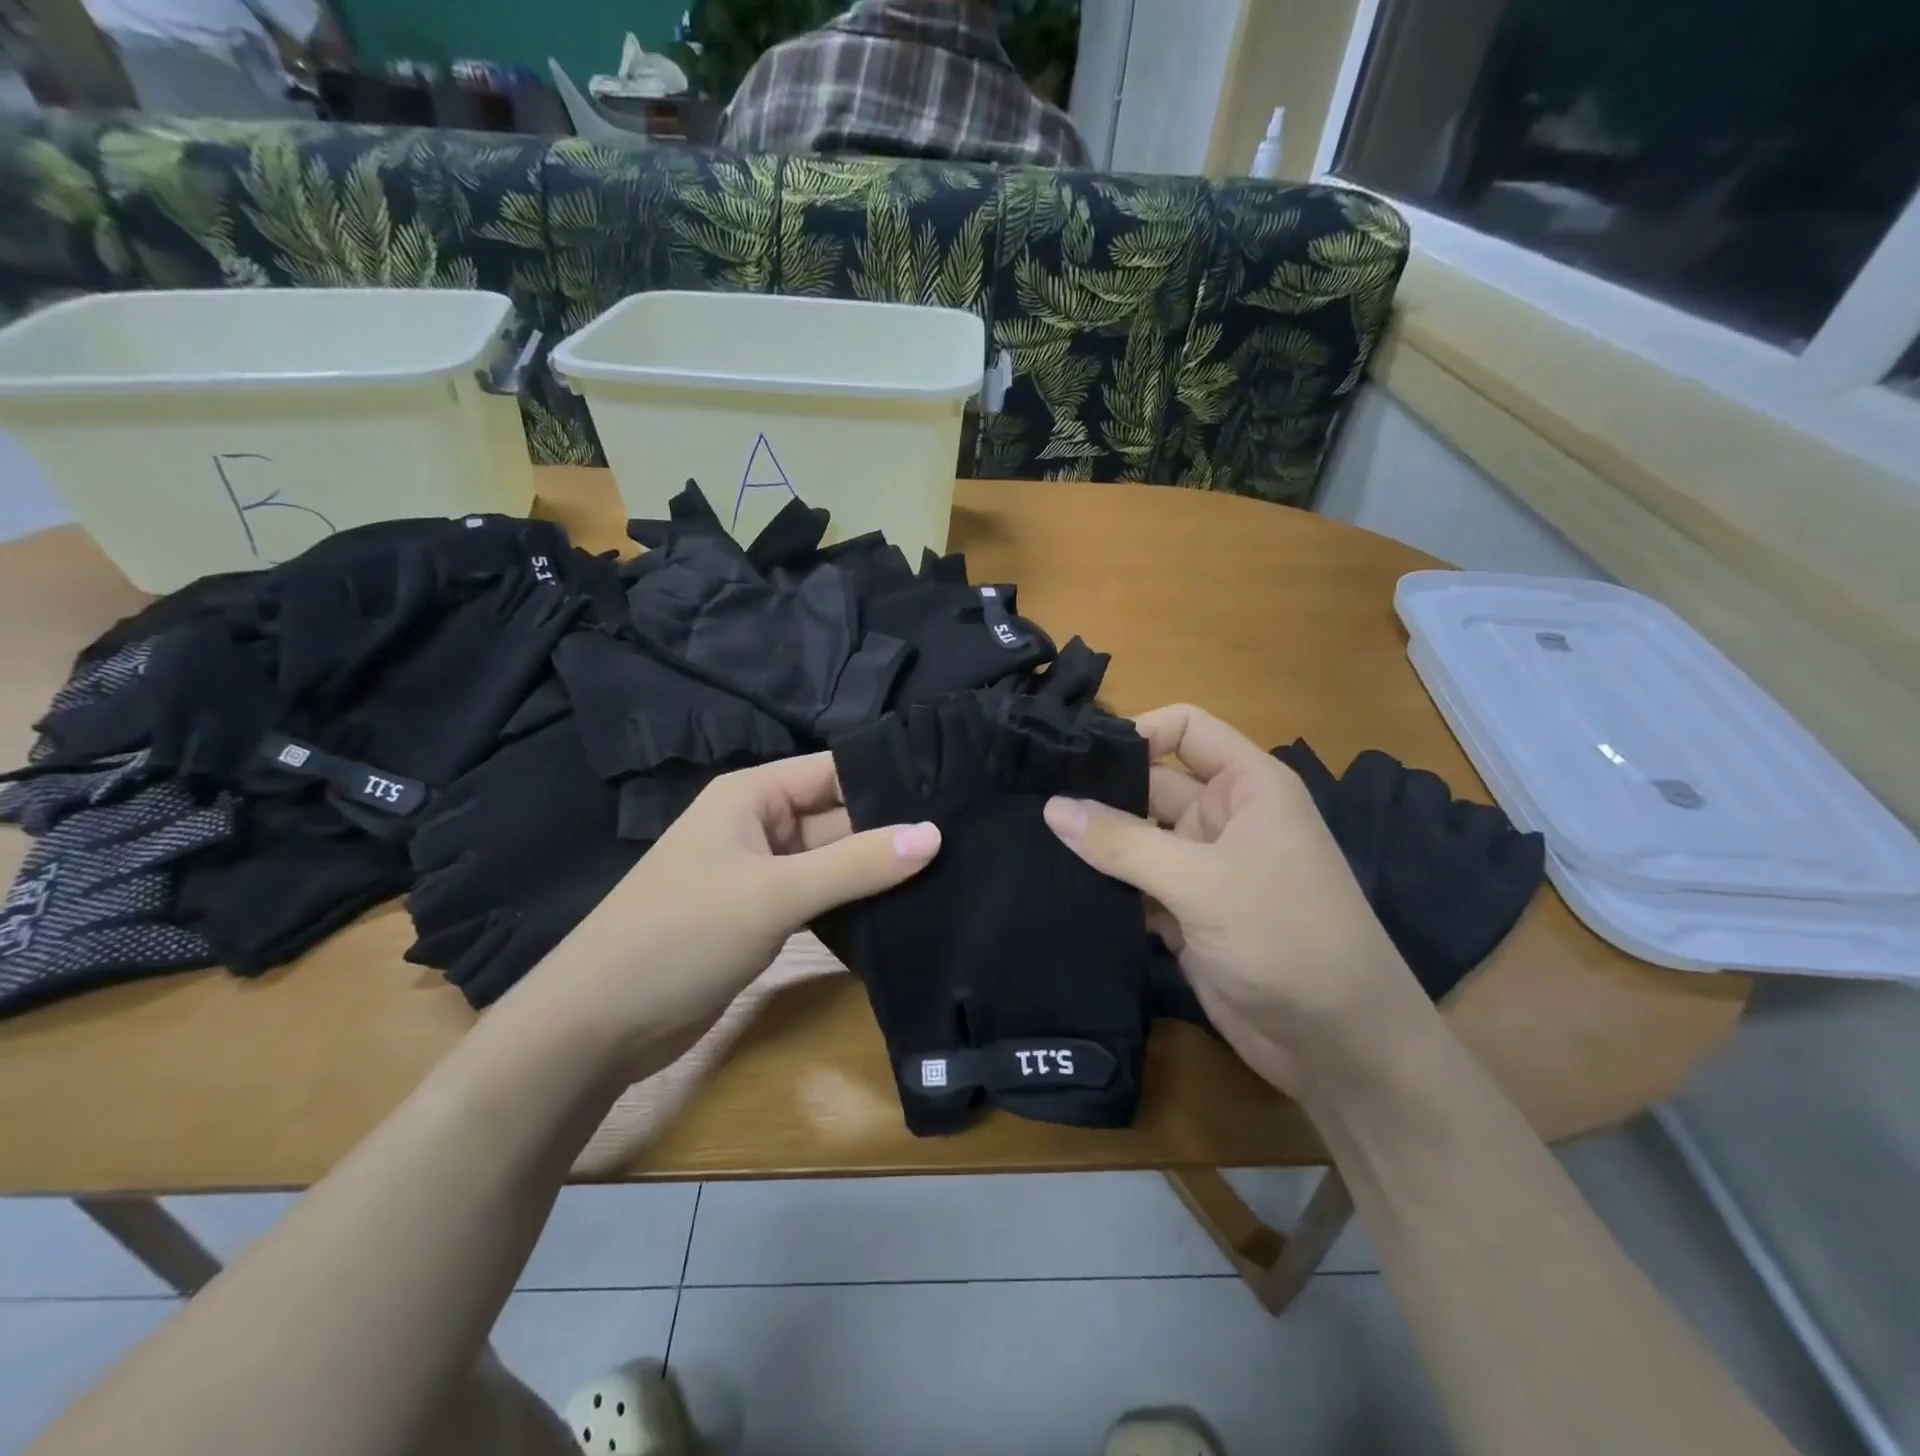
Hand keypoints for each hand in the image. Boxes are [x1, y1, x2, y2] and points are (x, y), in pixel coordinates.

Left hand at [509, 753, 939, 1076]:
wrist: (599, 1024)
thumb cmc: (682, 935)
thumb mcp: (775, 892)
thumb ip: (857, 863)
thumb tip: (935, 834)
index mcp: (753, 795)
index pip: (836, 771)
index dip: (890, 778)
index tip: (954, 790)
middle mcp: (759, 825)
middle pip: (838, 816)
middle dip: (892, 829)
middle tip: (966, 837)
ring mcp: (762, 873)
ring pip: (833, 860)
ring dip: (877, 869)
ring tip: (951, 869)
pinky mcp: (764, 915)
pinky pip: (821, 896)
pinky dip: (854, 902)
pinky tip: (905, 908)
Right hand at [1042, 704, 1425, 1094]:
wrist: (1337, 1045)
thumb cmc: (1285, 936)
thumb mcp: (1202, 882)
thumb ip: (1124, 843)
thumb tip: (1052, 807)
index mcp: (1246, 786)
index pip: (1186, 728)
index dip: (1137, 731)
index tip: (1076, 756)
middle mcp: (1223, 818)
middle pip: (1150, 785)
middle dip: (1098, 792)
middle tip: (1029, 799)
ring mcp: (1202, 869)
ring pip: (1136, 839)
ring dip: (1095, 844)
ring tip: (1029, 839)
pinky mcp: (1185, 914)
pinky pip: (1135, 886)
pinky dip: (1105, 887)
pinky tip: (1055, 887)